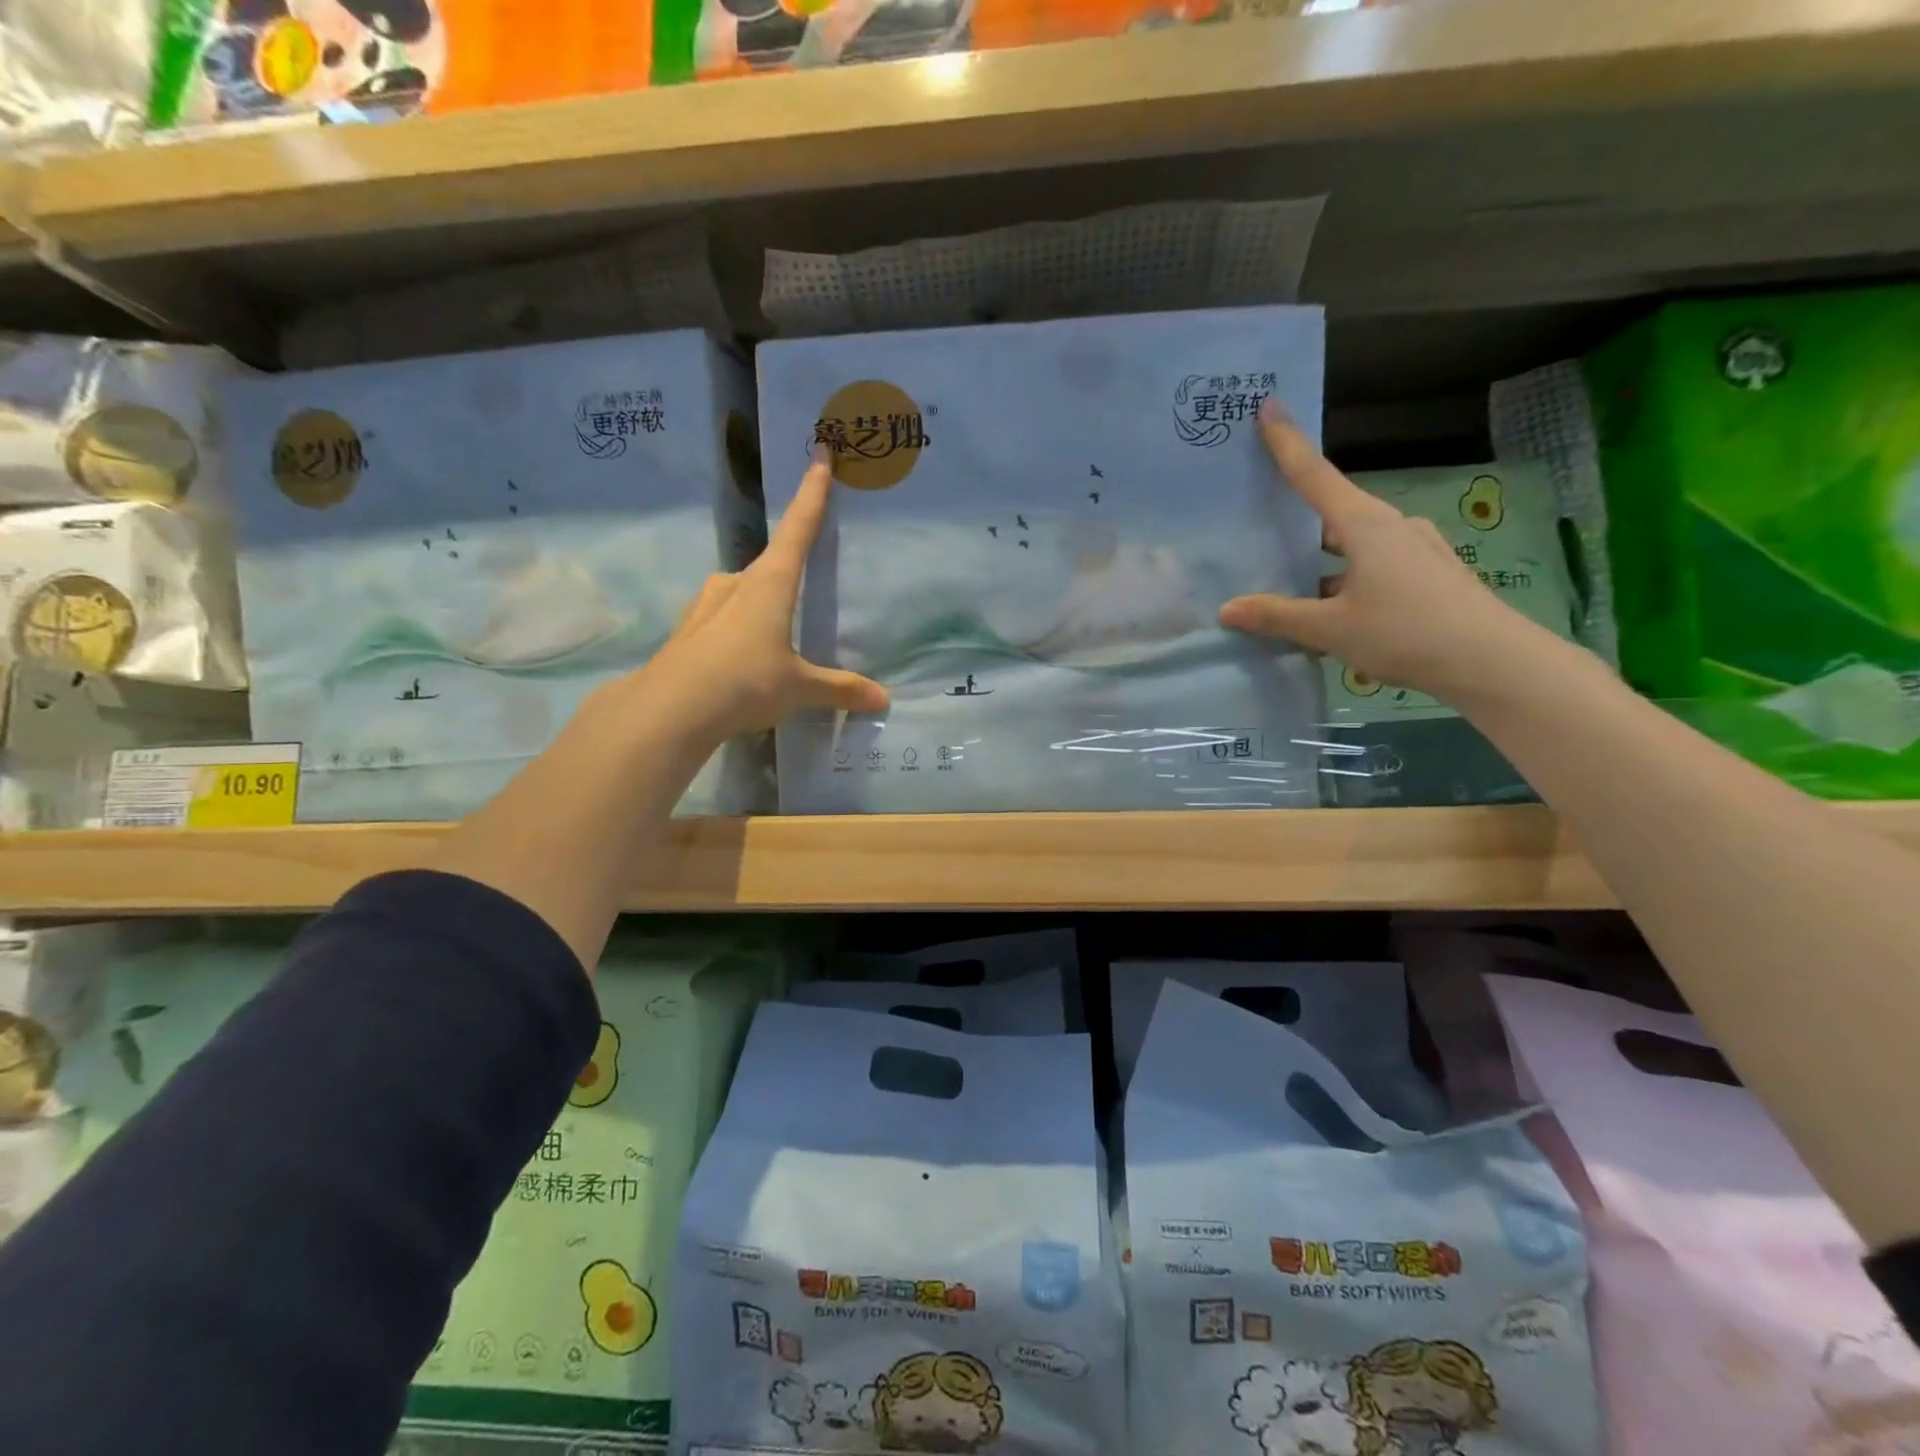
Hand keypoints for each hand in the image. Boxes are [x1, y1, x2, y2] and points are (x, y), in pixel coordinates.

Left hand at [640, 453, 888, 740]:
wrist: (670, 710)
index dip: (812, 494)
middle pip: (767, 563)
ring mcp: (706, 607)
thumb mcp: (799, 688)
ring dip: (755, 600)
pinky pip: (719, 618)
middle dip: (786, 567)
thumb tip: (883, 700)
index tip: (819, 456)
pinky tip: (738, 654)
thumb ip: (840, 690)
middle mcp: (735, 585)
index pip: (797, 529)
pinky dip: (734, 628)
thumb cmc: (745, 682)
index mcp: (770, 584)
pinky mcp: (687, 632)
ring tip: (772, 628)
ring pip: (738, 590)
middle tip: (802, 581)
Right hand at [1218, 402, 1542, 705]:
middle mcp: (1391, 526)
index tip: (1269, 406)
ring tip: (1292, 592)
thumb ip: (1277, 616)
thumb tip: (1228, 609)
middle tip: (1265, 531)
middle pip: (1333, 513)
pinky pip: (1374, 567)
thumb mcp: (1330, 628)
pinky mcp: (1429, 574)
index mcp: (1365, 525)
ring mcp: (1415, 549)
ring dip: (1323, 563)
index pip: (1314, 475)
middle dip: (1300, 522)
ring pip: (1354, 546)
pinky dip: (1347, 580)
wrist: (1492, 661)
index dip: (1288, 443)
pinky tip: (1334, 614)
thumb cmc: (1405, 632)